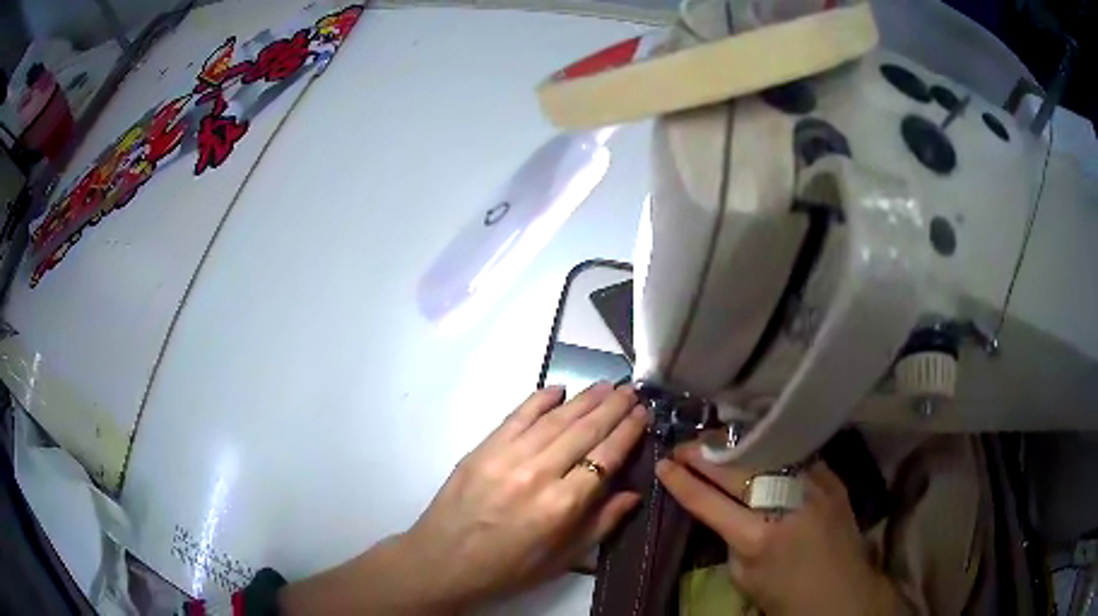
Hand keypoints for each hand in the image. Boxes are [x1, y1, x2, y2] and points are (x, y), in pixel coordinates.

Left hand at [281, 382, 647, 614]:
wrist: (443, 561)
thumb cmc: (508, 568)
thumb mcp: (563, 559)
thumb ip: (602, 524)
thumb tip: (634, 494)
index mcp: (563, 505)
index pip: (605, 457)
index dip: (628, 432)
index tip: (643, 413)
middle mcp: (539, 473)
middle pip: (584, 431)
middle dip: (613, 407)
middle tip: (633, 390)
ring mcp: (507, 456)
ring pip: (555, 419)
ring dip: (584, 399)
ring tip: (608, 385)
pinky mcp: (483, 448)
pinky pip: (517, 416)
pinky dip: (539, 400)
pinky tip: (558, 389)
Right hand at [656, 443, 901, 615]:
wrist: (841, 591)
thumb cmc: (786, 594)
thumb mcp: (744, 576)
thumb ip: (731, 538)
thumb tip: (723, 508)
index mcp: (757, 537)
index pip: (708, 501)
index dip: (681, 482)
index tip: (663, 465)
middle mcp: (785, 504)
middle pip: (735, 469)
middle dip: (702, 455)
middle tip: (682, 447)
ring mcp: (813, 485)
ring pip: (766, 452)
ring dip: (735, 445)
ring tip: (715, 442)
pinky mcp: (831, 478)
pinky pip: (795, 456)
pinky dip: (771, 451)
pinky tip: (757, 445)